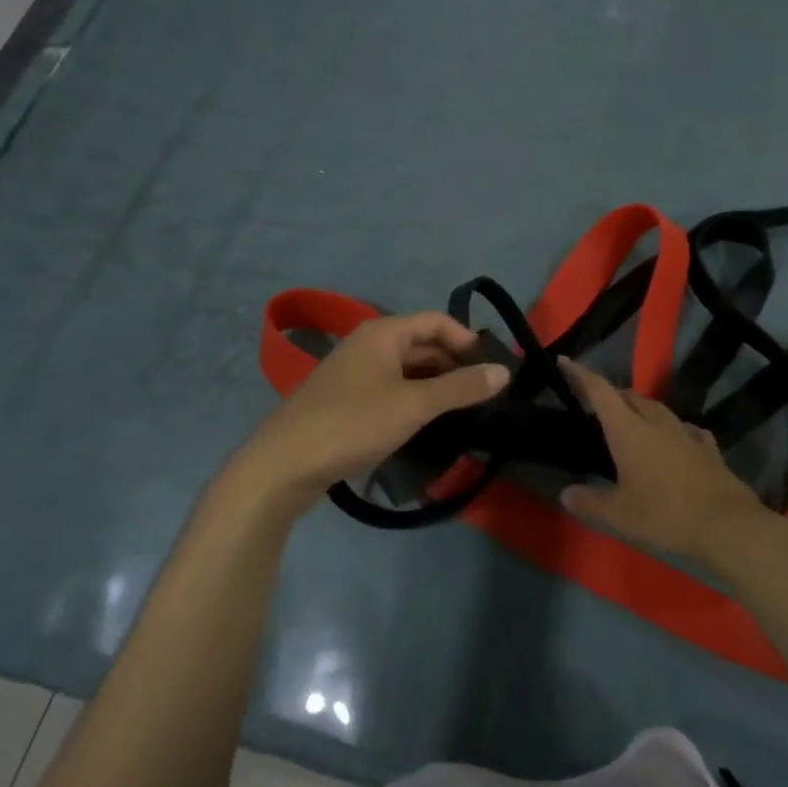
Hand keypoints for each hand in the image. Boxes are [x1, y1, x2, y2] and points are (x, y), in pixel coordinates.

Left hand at [230, 312, 508, 516]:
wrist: (284, 464)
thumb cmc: (353, 423)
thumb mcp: (413, 405)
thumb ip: (460, 388)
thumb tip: (503, 371)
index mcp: (383, 333)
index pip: (436, 321)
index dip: (467, 339)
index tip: (491, 368)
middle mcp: (368, 344)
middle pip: (421, 344)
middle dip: (453, 365)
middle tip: (483, 394)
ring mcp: (354, 373)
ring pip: (406, 370)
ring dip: (435, 386)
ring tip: (463, 412)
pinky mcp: (346, 401)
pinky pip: (390, 390)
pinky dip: (413, 400)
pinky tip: (426, 425)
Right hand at [557, 357, 775, 570]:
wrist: (727, 525)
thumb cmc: (665, 515)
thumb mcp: (619, 516)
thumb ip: (590, 502)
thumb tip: (566, 493)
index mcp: (629, 431)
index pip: (600, 392)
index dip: (581, 374)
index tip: (566, 361)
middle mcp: (656, 423)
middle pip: (629, 397)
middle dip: (611, 395)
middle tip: (597, 404)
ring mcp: (686, 433)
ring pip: (657, 409)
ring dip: (640, 409)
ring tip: (631, 420)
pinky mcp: (708, 449)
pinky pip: (685, 429)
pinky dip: (672, 429)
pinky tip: (674, 439)